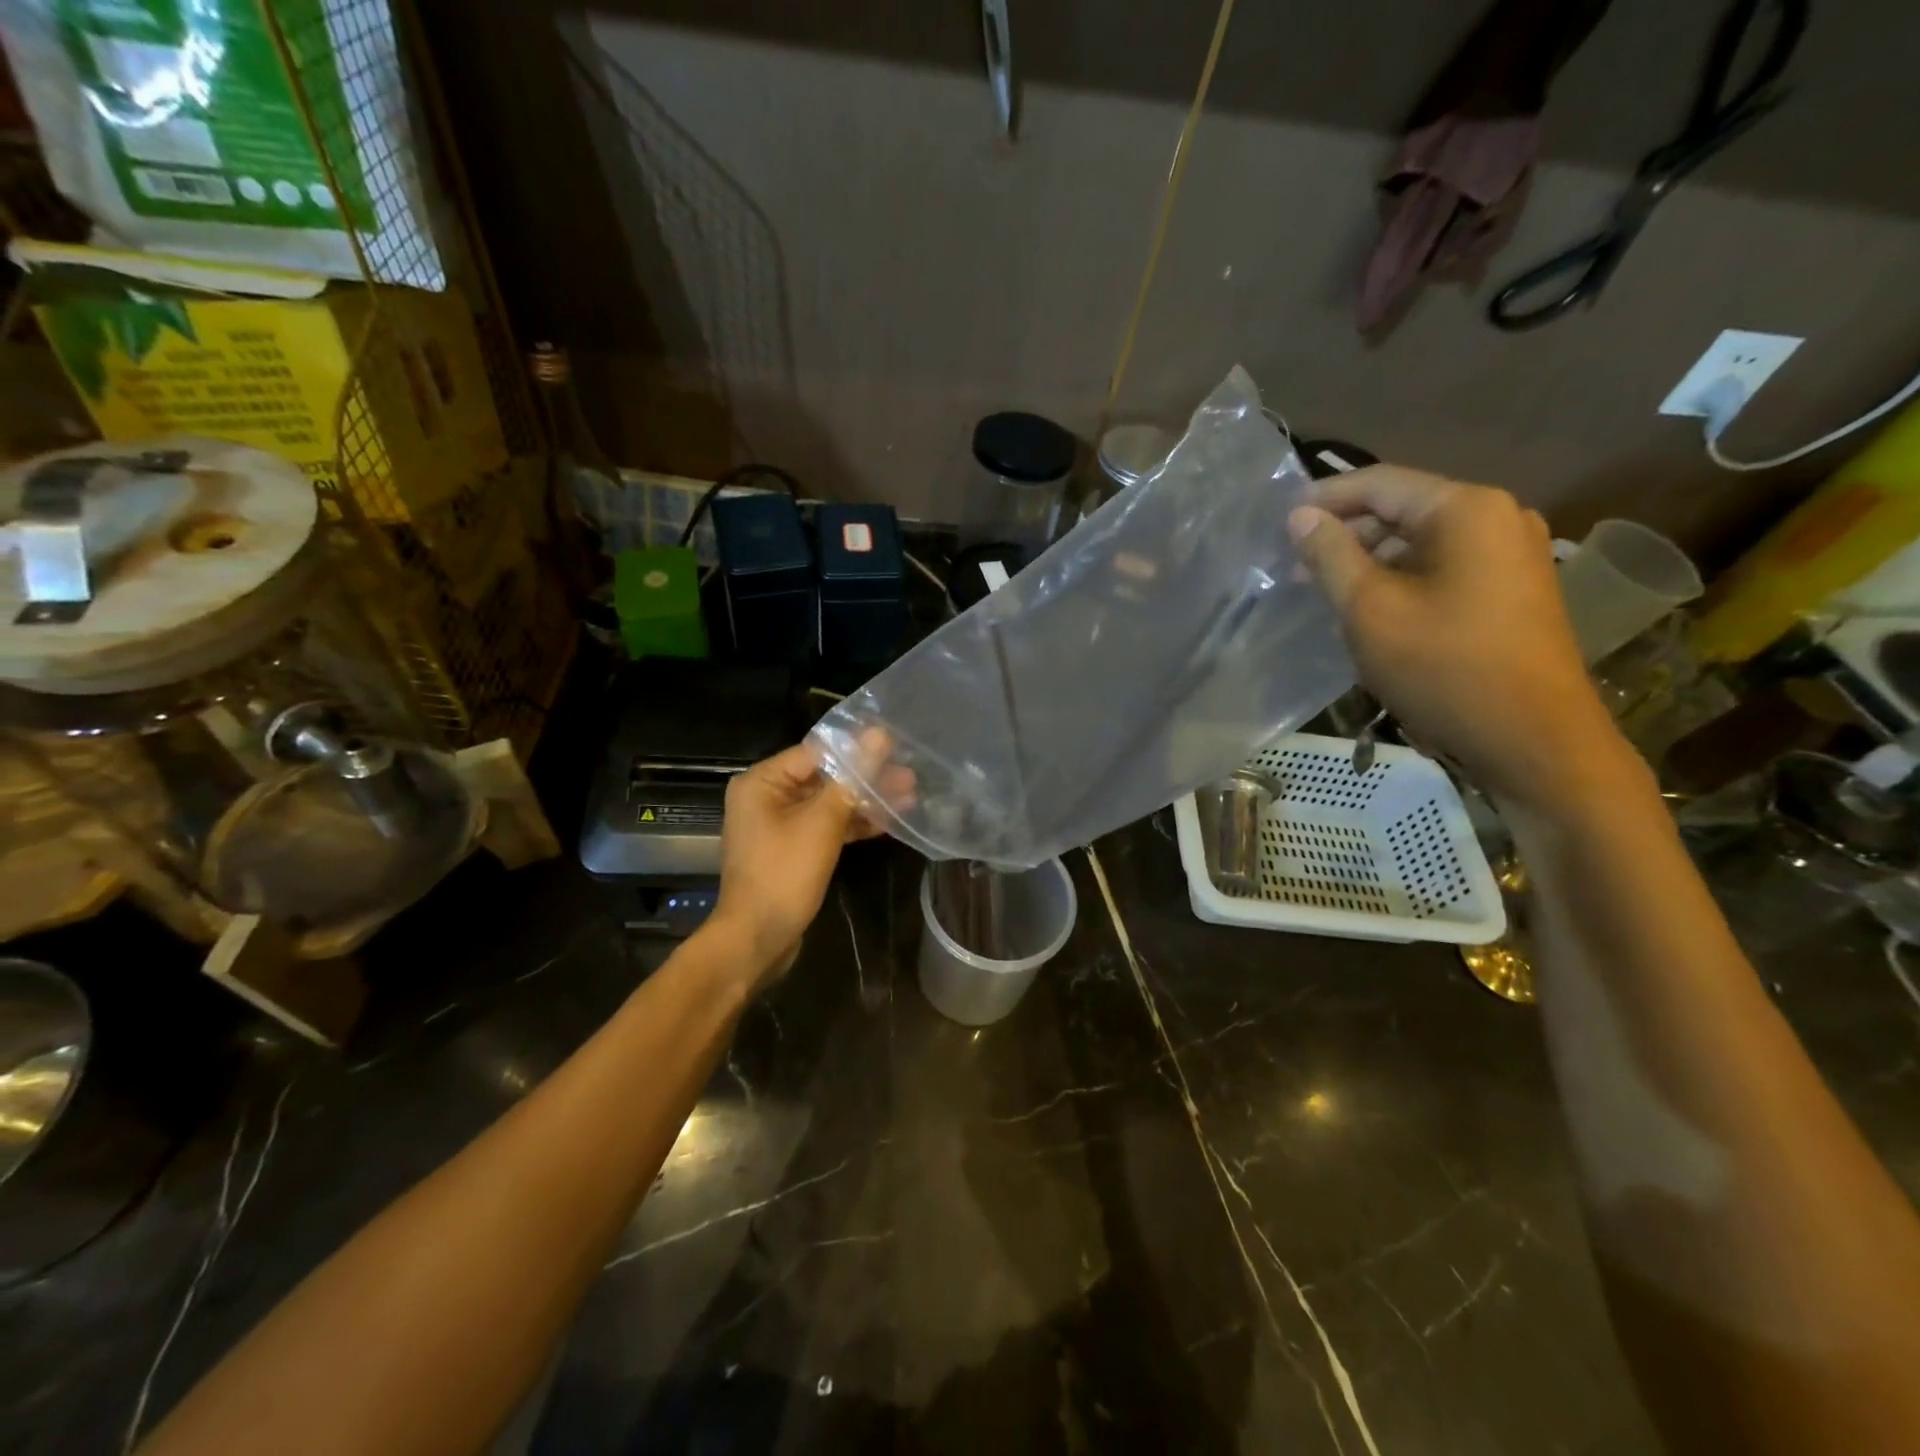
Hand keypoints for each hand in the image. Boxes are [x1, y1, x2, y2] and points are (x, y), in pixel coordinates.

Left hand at [707, 739, 889, 990]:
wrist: (757, 939)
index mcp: (763, 782)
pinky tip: (889, 822)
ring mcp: (779, 825)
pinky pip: (826, 826)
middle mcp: (767, 797)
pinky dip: (852, 824)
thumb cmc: (784, 874)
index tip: (896, 744)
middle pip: (824, 777)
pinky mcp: (793, 849)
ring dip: (865, 801)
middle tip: (910, 774)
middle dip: (867, 777)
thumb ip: (852, 778)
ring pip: (829, 803)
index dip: (858, 747)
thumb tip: (878, 735)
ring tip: (909, 795)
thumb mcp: (822, 822)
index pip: (816, 752)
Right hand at [1289, 466, 1625, 808]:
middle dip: (1346, 534)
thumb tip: (1300, 515)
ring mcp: (1511, 556)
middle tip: (1294, 564)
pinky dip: (1400, 580)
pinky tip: (1367, 609)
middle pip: (1403, 510)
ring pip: (1421, 543)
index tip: (1279, 520)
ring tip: (1322, 590)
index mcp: (1466, 509)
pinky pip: (1443, 568)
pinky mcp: (1512, 591)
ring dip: (1369, 561)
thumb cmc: (1443, 667)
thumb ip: (1330, 555)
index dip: (1325, 497)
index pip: (1381, 483)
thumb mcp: (1369, 609)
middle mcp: (1498, 518)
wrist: (1532, 739)